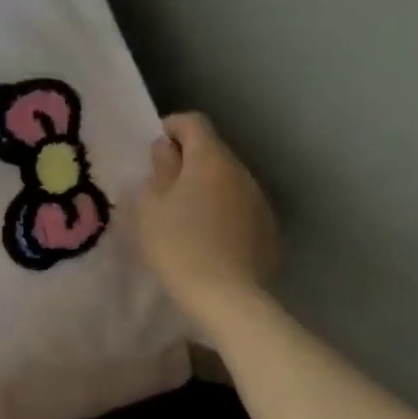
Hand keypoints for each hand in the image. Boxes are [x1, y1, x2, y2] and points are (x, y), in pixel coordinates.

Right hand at [135, 113, 280, 312]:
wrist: (225, 296)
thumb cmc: (176, 243)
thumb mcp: (149, 204)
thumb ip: (159, 169)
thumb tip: (168, 150)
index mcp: (209, 160)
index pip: (193, 122)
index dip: (170, 128)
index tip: (153, 150)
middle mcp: (240, 172)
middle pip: (213, 150)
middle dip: (187, 159)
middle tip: (162, 185)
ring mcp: (259, 201)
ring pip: (227, 179)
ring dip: (206, 185)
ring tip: (184, 212)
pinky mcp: (268, 229)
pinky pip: (239, 205)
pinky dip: (222, 209)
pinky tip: (208, 235)